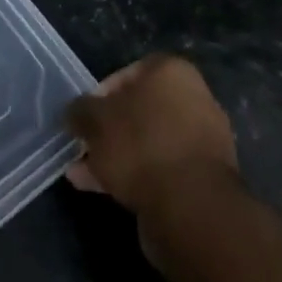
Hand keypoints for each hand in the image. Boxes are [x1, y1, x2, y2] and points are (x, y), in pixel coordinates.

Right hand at [65, 54, 239, 216]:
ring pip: (149, 143)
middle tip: (85, 148)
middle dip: (109, 131)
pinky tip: (105, 193)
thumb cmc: (141, 145)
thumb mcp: (95, 121)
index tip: (85, 117)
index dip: (100, 94)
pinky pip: (163, 170)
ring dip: (118, 157)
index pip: (128, 73)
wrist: (192, 209)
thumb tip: (74, 114)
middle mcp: (195, 99)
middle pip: (140, 111)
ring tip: (84, 176)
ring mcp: (204, 142)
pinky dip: (137, 178)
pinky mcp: (206, 180)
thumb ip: (80, 112)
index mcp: (172, 72)